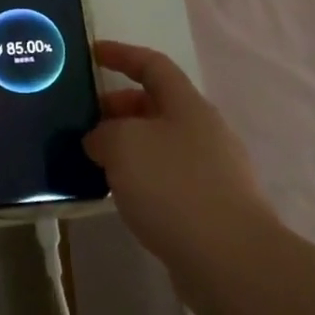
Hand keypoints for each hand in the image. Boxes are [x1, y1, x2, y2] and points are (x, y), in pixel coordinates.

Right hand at [86, 41, 275, 268]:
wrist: (231, 261)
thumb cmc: (173, 187)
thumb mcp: (122, 145)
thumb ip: (103, 133)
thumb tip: (102, 141)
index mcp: (187, 105)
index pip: (152, 65)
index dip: (121, 55)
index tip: (91, 54)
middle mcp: (204, 131)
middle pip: (156, 105)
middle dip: (118, 107)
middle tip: (83, 121)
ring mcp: (212, 170)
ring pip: (160, 144)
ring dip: (127, 146)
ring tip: (94, 160)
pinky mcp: (212, 207)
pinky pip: (167, 177)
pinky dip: (141, 177)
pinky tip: (120, 195)